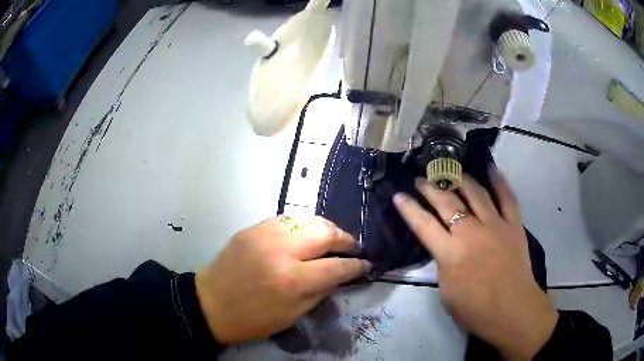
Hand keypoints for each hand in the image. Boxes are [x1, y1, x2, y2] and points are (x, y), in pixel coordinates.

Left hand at [195, 216, 369, 343]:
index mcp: (293, 280)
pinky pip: (285, 219)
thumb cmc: (252, 319)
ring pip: (307, 219)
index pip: (337, 267)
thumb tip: (340, 277)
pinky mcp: (252, 228)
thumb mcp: (291, 315)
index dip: (356, 266)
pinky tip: (305, 233)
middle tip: (353, 247)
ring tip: (333, 238)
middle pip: (326, 233)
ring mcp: (265, 235)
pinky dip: (302, 225)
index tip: (366, 264)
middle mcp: (282, 251)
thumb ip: (319, 293)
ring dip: (326, 228)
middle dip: (346, 239)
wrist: (210, 304)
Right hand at [393, 166, 557, 359]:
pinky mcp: (513, 224)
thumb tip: (445, 248)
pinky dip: (498, 180)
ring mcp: (495, 225)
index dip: (409, 209)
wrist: (512, 310)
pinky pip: (506, 197)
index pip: (423, 225)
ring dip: (459, 179)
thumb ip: (443, 265)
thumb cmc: (475, 309)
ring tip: (449, 170)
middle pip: (447, 203)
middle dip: (431, 188)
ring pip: (475, 193)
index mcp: (450, 253)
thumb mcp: (447, 291)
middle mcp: (471, 232)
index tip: (399, 195)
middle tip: (422, 179)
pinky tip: (489, 167)